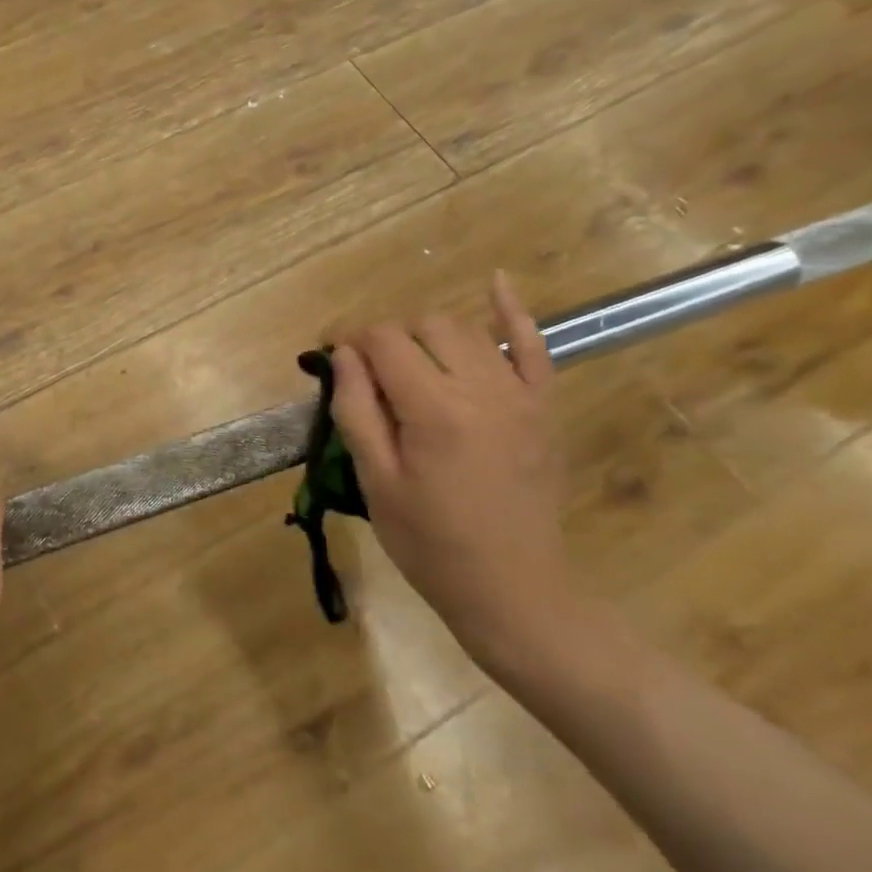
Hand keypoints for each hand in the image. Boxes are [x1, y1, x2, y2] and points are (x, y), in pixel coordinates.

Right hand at [329, 272, 577, 676]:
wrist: (512, 588)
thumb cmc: (429, 542)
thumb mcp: (375, 480)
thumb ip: (357, 410)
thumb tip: (343, 354)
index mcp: (433, 408)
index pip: (383, 341)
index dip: (349, 338)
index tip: (328, 354)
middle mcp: (481, 388)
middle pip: (424, 327)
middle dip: (387, 339)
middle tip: (367, 375)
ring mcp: (520, 395)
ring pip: (466, 331)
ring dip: (428, 335)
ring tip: (408, 364)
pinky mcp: (542, 408)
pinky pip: (534, 347)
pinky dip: (513, 313)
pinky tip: (497, 282)